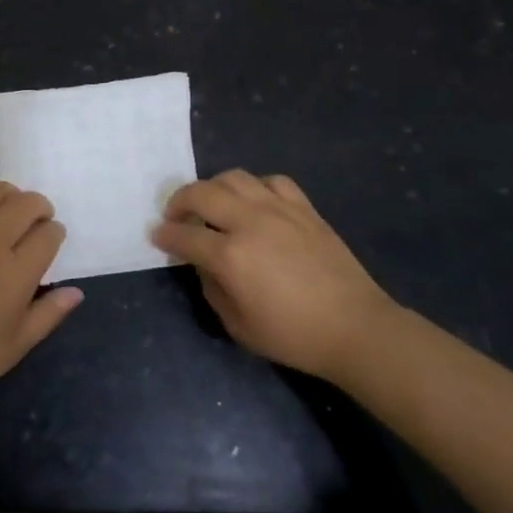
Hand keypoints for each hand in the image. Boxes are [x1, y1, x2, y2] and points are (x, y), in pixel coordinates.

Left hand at [0, 182, 83, 406]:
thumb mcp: (16, 345)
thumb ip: (50, 314)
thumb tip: (77, 292)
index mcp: (15, 273)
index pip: (48, 234)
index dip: (55, 233)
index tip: (52, 241)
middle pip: (25, 203)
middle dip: (40, 207)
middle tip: (37, 220)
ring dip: (9, 196)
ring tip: (9, 211)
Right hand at [151, 171, 396, 383]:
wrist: (355, 327)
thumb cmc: (293, 335)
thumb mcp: (238, 325)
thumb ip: (212, 288)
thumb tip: (204, 264)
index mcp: (230, 255)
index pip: (184, 235)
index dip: (165, 235)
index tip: (157, 236)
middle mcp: (250, 222)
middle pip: (202, 193)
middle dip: (179, 201)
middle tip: (176, 215)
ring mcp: (279, 210)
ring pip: (234, 177)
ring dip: (213, 187)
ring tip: (212, 204)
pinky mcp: (304, 208)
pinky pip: (272, 181)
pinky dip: (255, 187)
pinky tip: (254, 202)